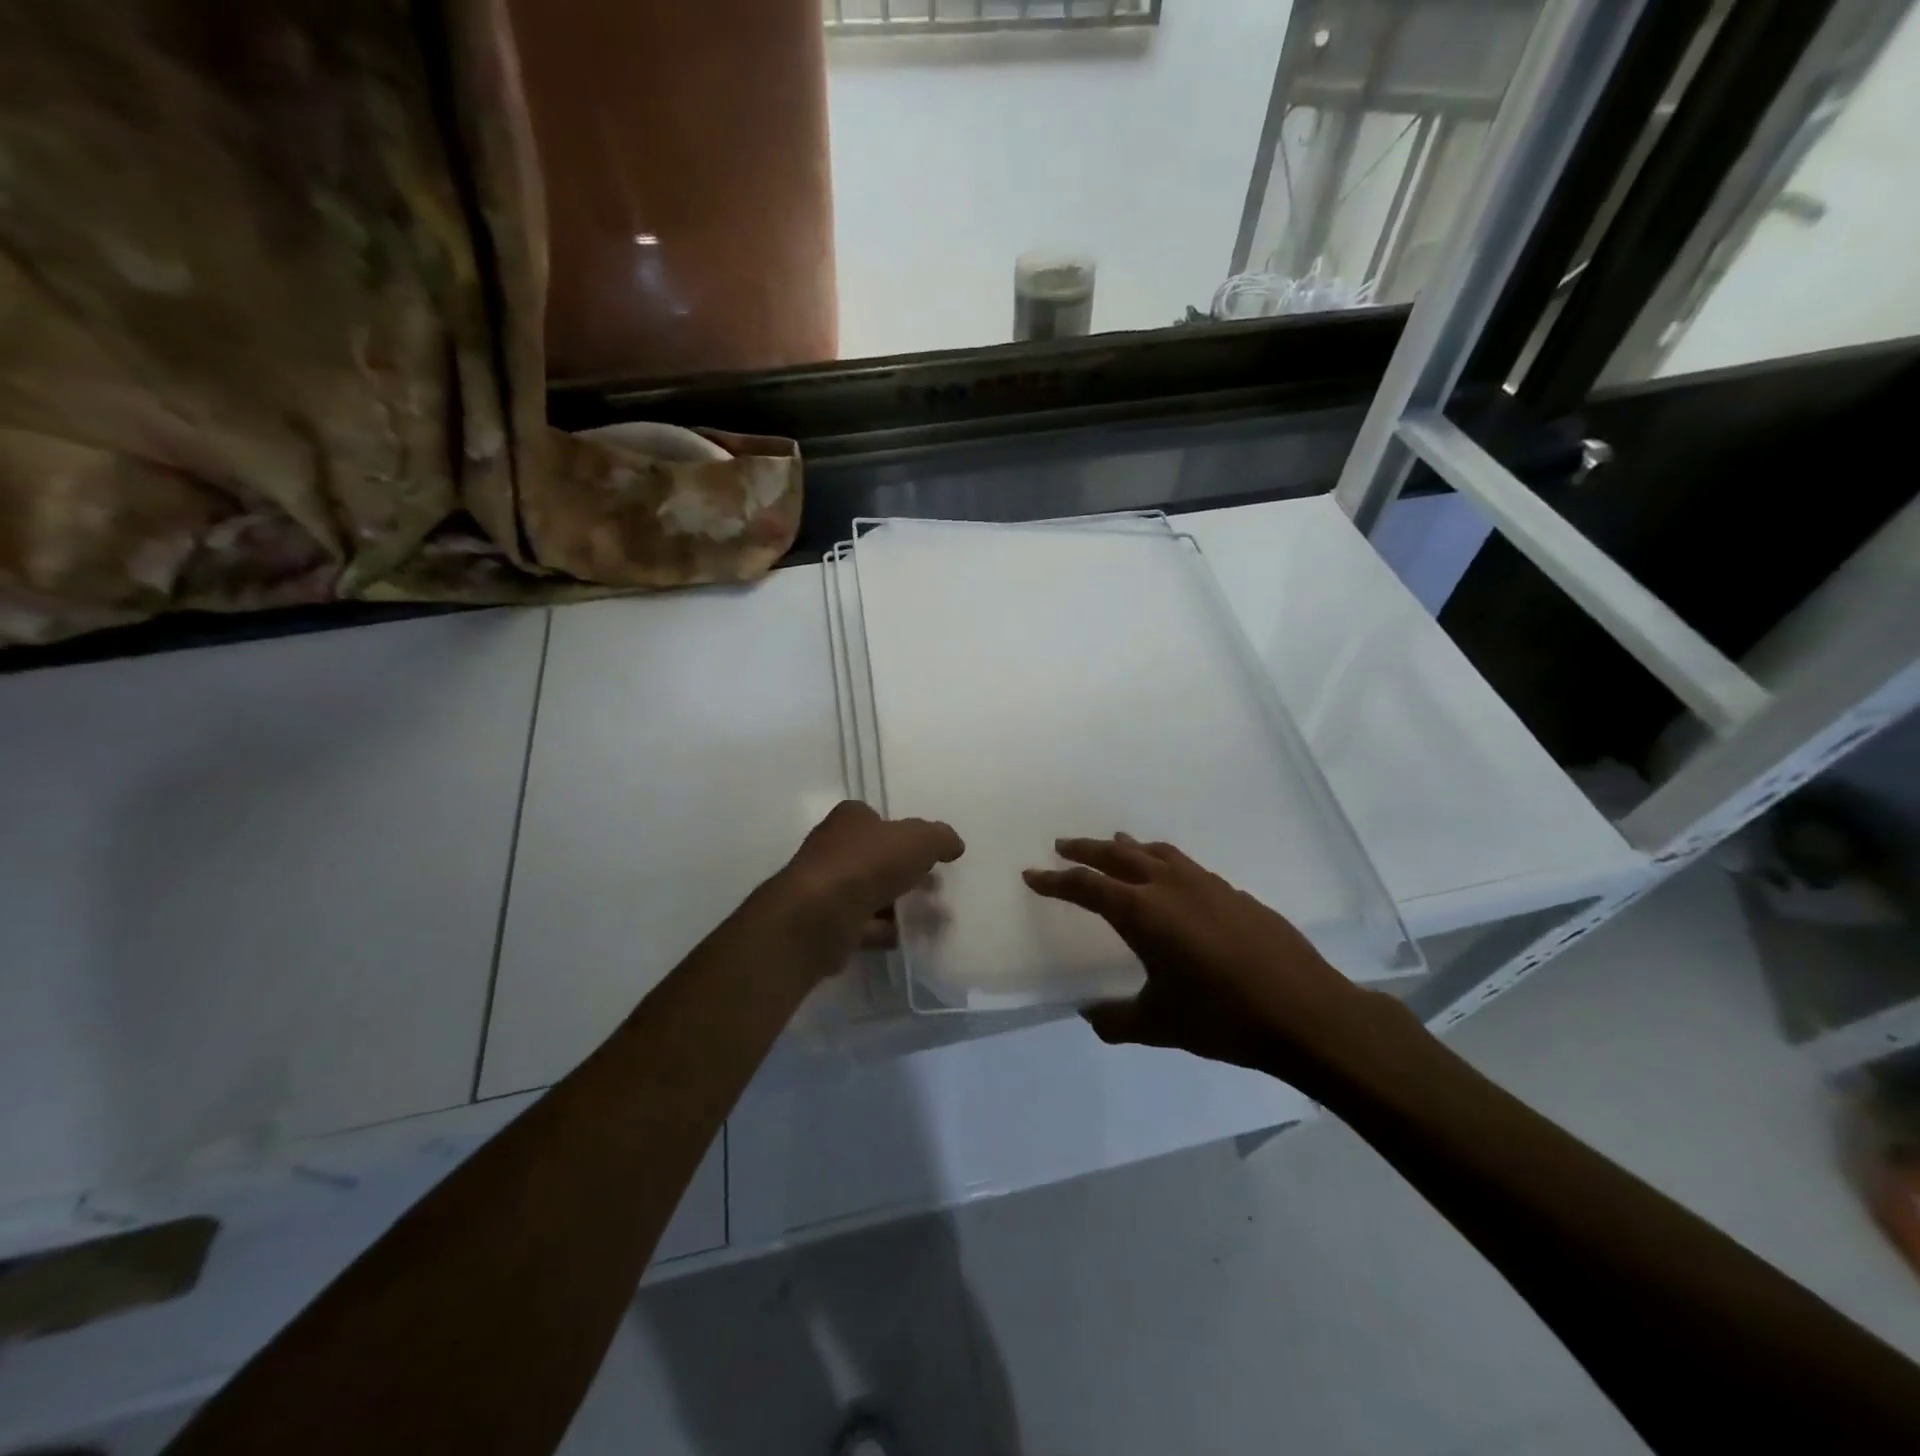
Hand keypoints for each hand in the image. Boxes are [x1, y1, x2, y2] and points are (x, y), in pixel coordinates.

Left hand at [777, 801, 964, 961]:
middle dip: (906, 872)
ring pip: (871, 893)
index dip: (902, 833)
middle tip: (936, 887)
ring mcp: (827, 887)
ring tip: (932, 918)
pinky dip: (886, 930)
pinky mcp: (827, 923)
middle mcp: (833, 848)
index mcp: (850, 819)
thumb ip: (940, 838)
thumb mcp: (918, 840)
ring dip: (899, 904)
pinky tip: (908, 937)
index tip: (927, 853)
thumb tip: (954, 844)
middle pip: (876, 857)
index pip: (877, 819)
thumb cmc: (868, 865)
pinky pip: (864, 924)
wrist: (820, 917)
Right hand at [1023, 834, 1384, 1085]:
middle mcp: (1170, 887)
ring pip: (1157, 852)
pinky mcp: (1234, 893)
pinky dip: (1164, 862)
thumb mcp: (1159, 1025)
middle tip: (1062, 845)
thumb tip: (1091, 1016)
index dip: (1055, 880)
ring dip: (1128, 848)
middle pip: (1117, 856)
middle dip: (1086, 849)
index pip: (1087, 887)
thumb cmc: (1222, 1017)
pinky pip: (1186, 866)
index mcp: (1143, 913)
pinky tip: (1171, 880)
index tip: (1032, 874)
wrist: (1305, 1013)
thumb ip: (1117, 1021)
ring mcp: (1206, 884)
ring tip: (1114, 845)